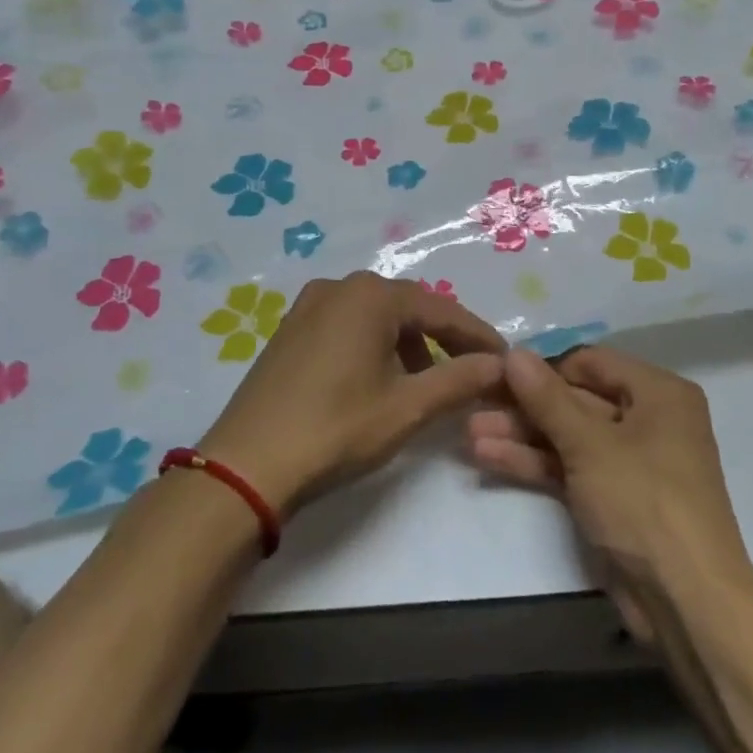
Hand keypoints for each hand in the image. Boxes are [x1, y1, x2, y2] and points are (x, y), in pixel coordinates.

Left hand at [198, 272, 504, 515]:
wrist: (246, 466)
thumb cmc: (335, 429)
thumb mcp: (407, 408)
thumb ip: (460, 380)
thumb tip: (501, 365)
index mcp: (370, 296)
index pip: (442, 310)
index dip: (478, 337)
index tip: (506, 361)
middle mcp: (339, 287)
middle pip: (409, 308)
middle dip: (444, 339)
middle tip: (473, 371)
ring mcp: (309, 306)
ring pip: (377, 318)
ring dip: (409, 345)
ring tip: (427, 383)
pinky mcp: (290, 330)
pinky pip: (348, 327)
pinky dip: (376, 347)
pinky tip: (381, 381)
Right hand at [466, 347, 752, 636]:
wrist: (685, 600)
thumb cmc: (645, 502)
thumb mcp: (591, 445)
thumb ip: (548, 398)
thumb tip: (513, 352)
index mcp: (658, 393)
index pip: (591, 362)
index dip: (544, 366)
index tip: (497, 371)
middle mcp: (647, 419)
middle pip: (576, 400)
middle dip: (525, 405)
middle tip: (473, 401)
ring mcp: (628, 461)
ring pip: (568, 437)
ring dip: (521, 435)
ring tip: (468, 431)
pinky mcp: (611, 497)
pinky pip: (569, 468)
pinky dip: (534, 463)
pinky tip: (487, 457)